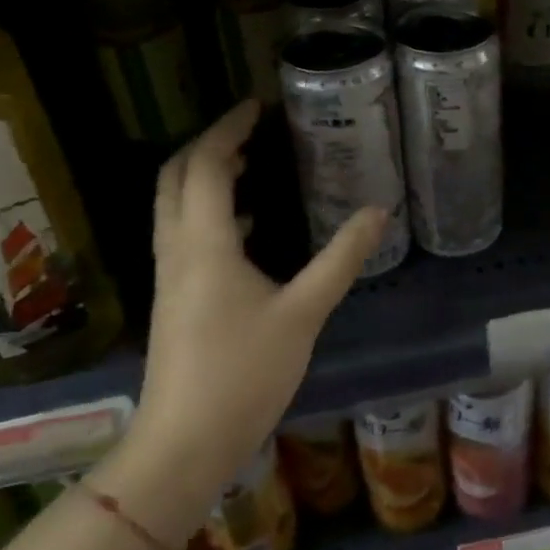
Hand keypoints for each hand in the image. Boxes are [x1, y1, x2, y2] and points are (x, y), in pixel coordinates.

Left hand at [136, 100, 386, 481]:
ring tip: (250, 162)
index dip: (228, 129)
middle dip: (208, 144)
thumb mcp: (304, 312)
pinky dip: (208, 211)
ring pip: (174, 205)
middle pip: (175, 177)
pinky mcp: (173, 298)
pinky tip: (248, 226)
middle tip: (249, 129)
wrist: (184, 445)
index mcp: (205, 243)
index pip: (206, 165)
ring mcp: (170, 275)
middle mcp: (178, 249)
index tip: (256, 105)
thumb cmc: (243, 373)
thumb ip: (342, 258)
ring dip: (204, 175)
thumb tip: (379, 211)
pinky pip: (183, 233)